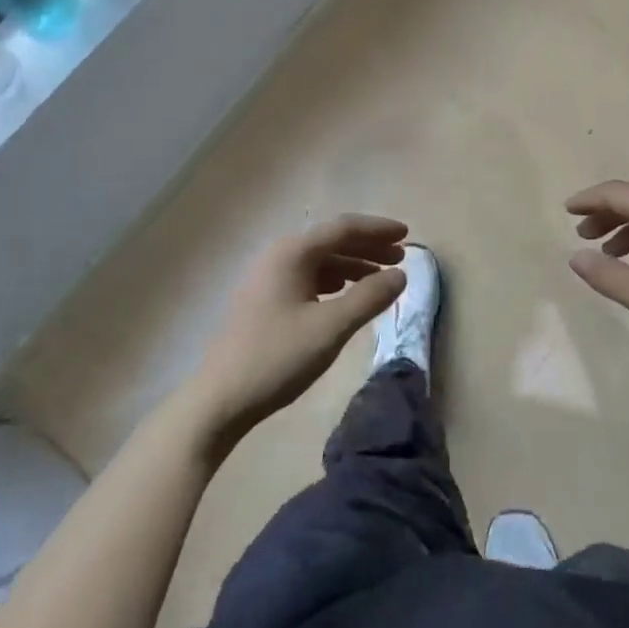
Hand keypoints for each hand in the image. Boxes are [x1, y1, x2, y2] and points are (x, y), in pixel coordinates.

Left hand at [190, 215, 408, 446]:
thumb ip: (369, 297)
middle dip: (368, 246)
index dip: (378, 229)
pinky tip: (347, 295)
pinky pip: (308, 277)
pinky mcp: (264, 300)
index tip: (408, 235)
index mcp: (292, 253)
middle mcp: (278, 256)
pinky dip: (334, 281)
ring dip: (353, 264)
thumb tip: (400, 275)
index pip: (343, 228)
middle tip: (400, 257)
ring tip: (381, 278)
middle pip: (331, 241)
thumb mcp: (331, 327)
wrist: (220, 399)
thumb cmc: (278, 357)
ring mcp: (268, 278)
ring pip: (320, 260)